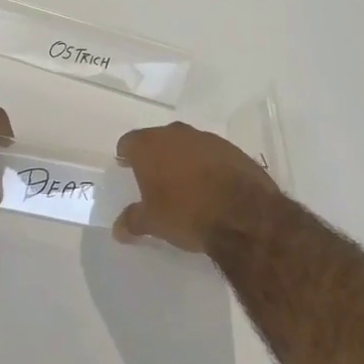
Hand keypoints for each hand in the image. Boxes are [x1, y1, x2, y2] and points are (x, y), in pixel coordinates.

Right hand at [113, 122, 279, 252]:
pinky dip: (208, 165)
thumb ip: (132, 221)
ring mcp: (208, 139)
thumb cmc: (186, 213)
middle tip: (154, 178)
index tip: (126, 168)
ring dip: (183, 159)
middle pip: (158, 139)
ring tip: (184, 184)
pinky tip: (211, 187)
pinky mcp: (234, 149)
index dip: (126, 155)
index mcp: (149, 145)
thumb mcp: (152, 223)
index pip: (129, 142)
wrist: (244, 215)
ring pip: (187, 145)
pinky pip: (212, 154)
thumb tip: (119, 229)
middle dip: (155, 156)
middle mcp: (176, 134)